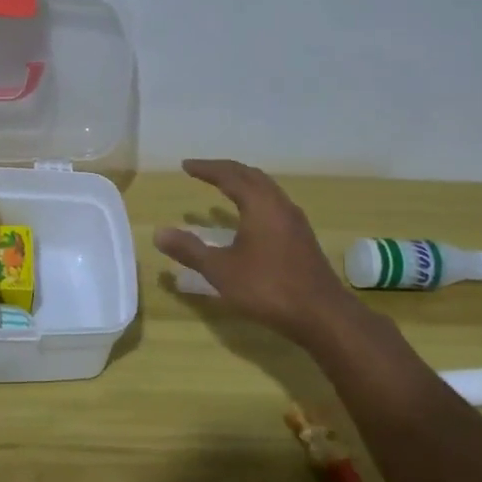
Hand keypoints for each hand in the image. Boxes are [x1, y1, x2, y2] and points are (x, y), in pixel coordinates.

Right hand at [154, 159, 355, 342]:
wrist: (322, 315)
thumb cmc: (268, 288)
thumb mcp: (221, 270)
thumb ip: (190, 250)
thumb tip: (159, 233)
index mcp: (260, 205)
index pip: (230, 176)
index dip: (206, 169)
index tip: (186, 166)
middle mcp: (280, 205)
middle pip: (251, 176)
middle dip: (226, 170)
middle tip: (203, 171)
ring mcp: (295, 222)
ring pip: (267, 190)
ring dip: (244, 183)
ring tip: (224, 187)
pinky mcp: (302, 238)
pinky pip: (274, 205)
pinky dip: (255, 199)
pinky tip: (250, 218)